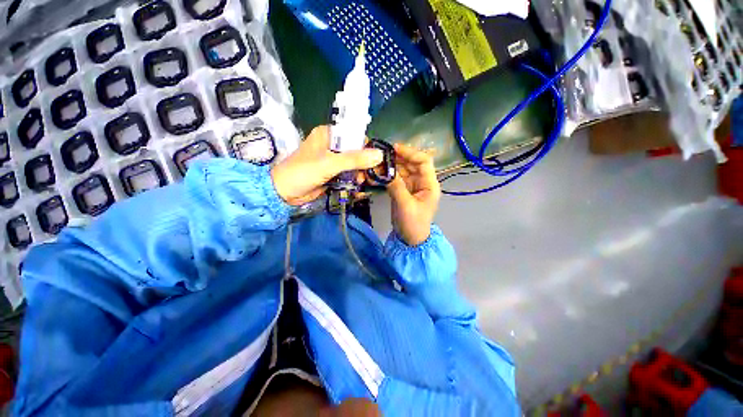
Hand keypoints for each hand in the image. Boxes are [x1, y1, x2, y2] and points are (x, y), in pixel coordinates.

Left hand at [271, 125, 382, 205]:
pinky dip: (353, 179)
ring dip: (359, 172)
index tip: (375, 158)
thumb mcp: (330, 163)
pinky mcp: (332, 173)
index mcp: (328, 134)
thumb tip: (380, 155)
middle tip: (367, 173)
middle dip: (363, 162)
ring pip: (353, 163)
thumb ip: (355, 159)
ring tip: (360, 181)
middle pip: (355, 150)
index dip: (366, 145)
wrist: (285, 193)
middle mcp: (331, 145)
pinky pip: (348, 173)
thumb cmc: (303, 172)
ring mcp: (332, 160)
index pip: (354, 134)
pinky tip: (356, 185)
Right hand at [386, 143, 440, 245]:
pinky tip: (377, 173)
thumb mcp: (405, 205)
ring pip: (402, 170)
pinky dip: (387, 175)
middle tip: (381, 155)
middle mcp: (422, 182)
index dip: (410, 153)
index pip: (424, 161)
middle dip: (397, 158)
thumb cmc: (413, 224)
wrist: (410, 240)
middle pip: (411, 164)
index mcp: (429, 184)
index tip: (394, 149)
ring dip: (391, 166)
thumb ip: (396, 187)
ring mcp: (411, 186)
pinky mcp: (403, 191)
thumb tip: (385, 171)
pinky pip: (396, 179)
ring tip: (376, 162)